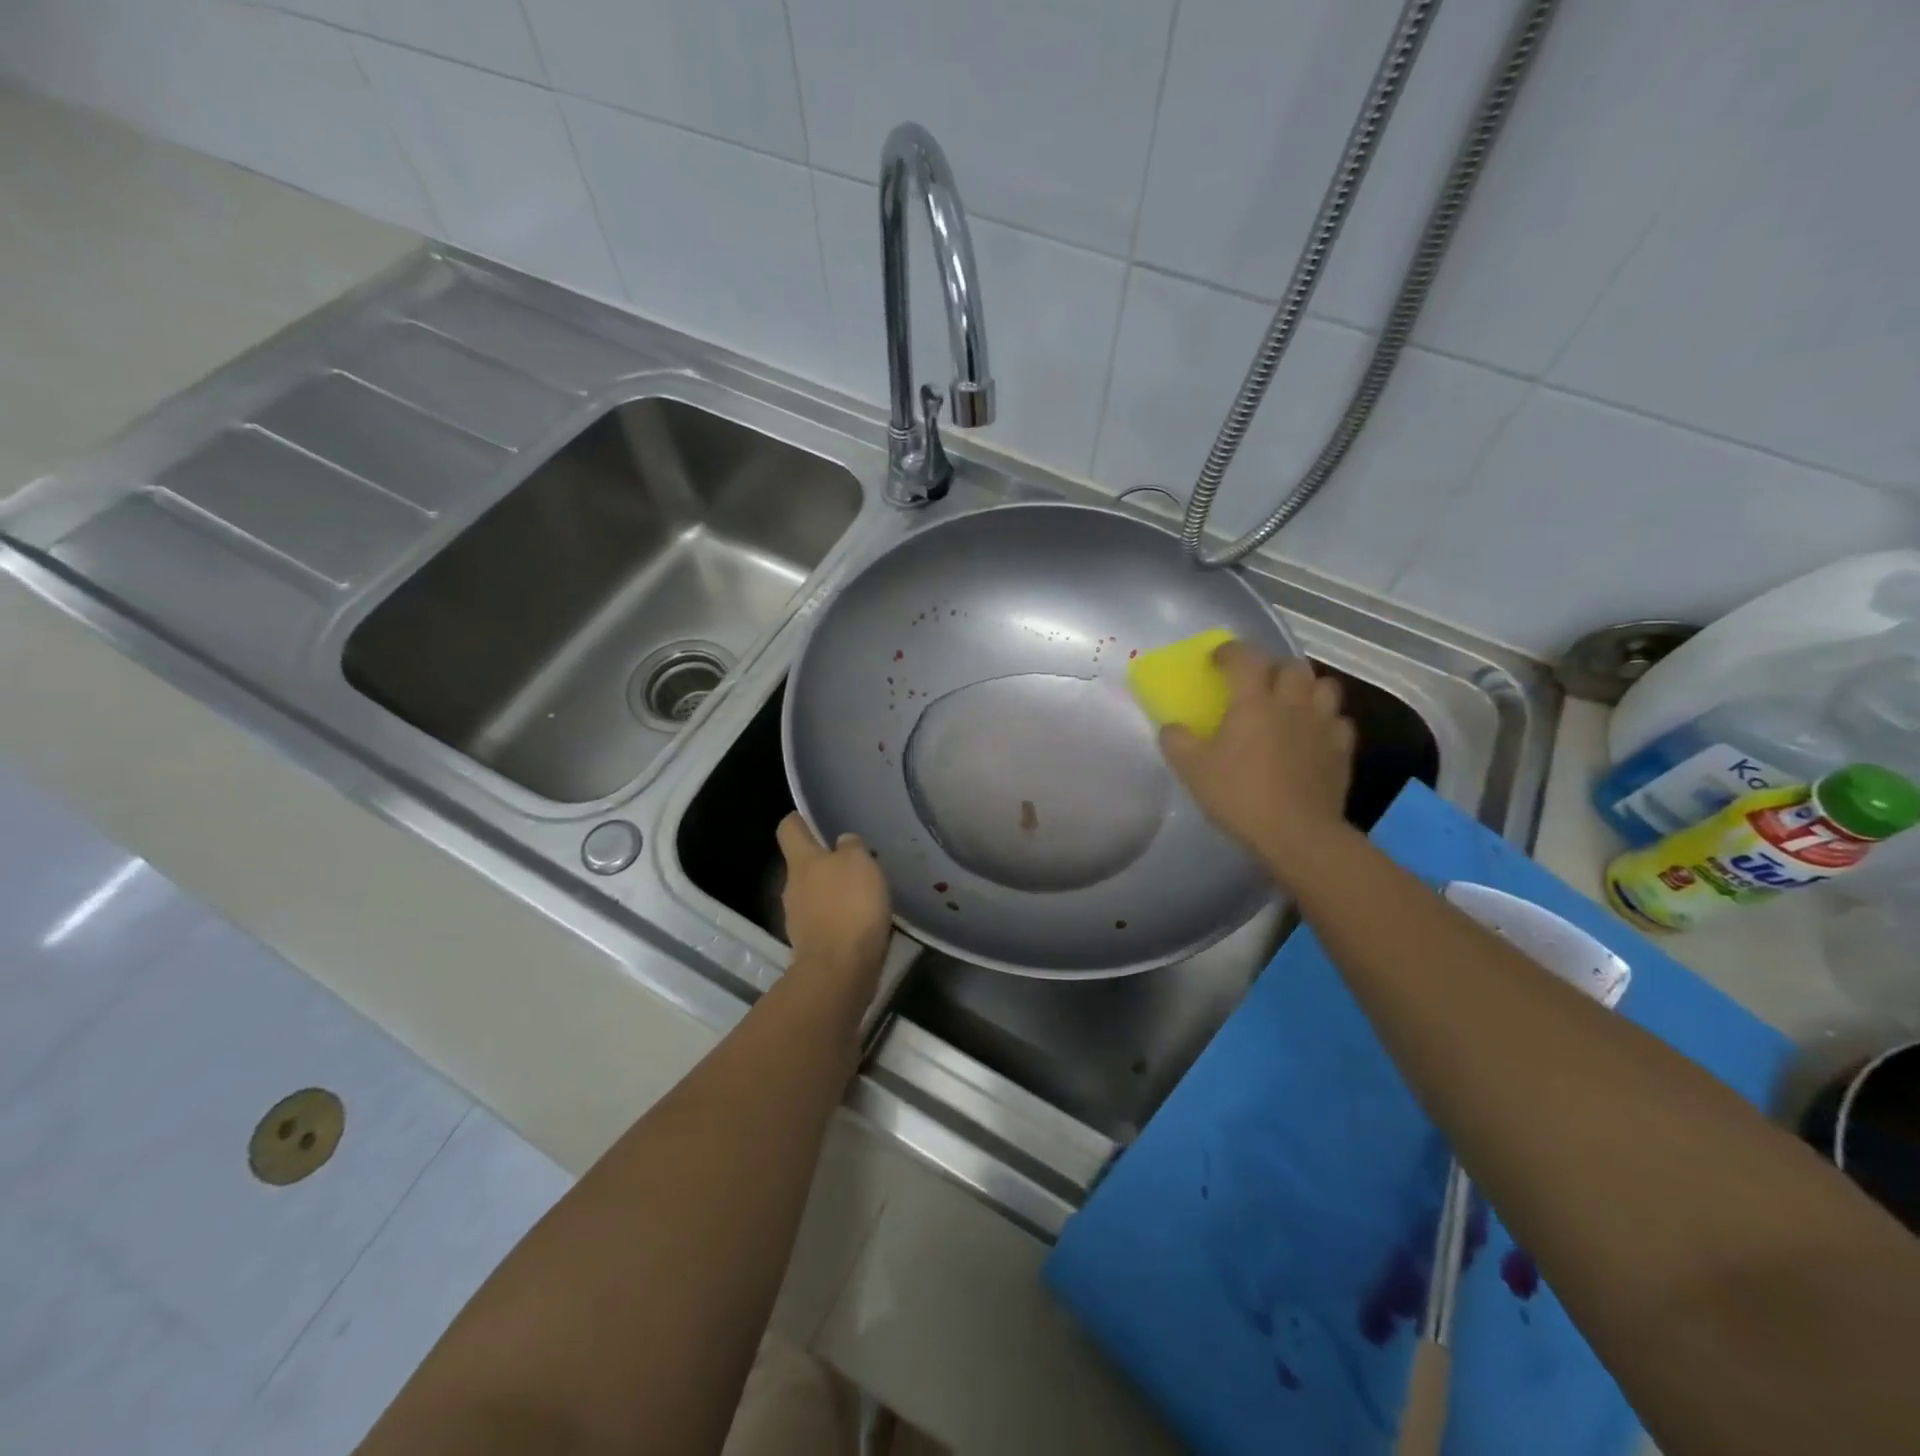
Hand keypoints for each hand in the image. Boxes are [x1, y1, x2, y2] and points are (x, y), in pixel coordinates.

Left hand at [776, 813, 891, 994]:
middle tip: (855, 862)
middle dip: (824, 862)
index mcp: (801, 861)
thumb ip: (851, 847)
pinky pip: (824, 922)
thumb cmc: (849, 906)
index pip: (789, 829)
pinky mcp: (810, 945)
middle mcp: (792, 887)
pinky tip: (860, 922)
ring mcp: (798, 919)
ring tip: (862, 895)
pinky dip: (839, 919)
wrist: (839, 970)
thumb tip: (842, 843)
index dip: (799, 820)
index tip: (811, 818)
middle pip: (803, 865)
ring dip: (833, 893)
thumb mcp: (859, 863)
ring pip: (814, 895)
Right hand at [1158, 642, 1355, 884]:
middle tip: (1258, 685)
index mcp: (1254, 700)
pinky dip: (1326, 722)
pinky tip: (1313, 737)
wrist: (1296, 834)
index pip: (1244, 656)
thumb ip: (1176, 740)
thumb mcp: (1191, 769)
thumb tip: (1172, 727)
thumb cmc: (1239, 795)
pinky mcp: (1343, 751)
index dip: (1228, 652)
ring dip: (1306, 689)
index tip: (1216, 661)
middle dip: (1273, 668)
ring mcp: (1323, 725)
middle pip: (1292, 665)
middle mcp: (1292, 703)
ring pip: (1325, 687)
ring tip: (1291, 705)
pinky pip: (1339, 722)